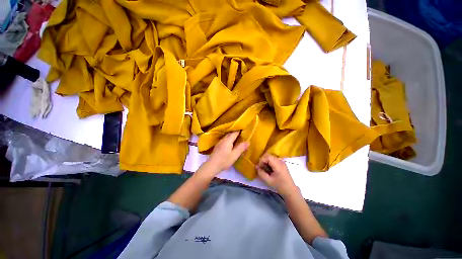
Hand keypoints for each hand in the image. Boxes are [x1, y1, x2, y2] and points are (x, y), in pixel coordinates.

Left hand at [204, 132, 248, 175]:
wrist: (211, 166)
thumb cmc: (224, 161)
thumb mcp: (234, 155)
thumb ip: (241, 148)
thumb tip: (248, 142)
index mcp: (228, 140)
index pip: (235, 132)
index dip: (240, 130)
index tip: (245, 130)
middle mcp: (223, 139)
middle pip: (231, 133)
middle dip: (237, 133)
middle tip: (243, 135)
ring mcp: (220, 142)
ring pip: (227, 137)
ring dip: (233, 137)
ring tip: (239, 139)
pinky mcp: (218, 146)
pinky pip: (225, 140)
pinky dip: (230, 140)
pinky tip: (231, 144)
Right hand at [256, 153, 297, 196]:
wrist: (290, 190)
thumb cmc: (279, 186)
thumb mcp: (268, 181)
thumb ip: (261, 173)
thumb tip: (256, 166)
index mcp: (278, 165)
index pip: (267, 157)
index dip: (261, 161)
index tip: (259, 168)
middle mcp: (280, 161)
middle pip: (269, 156)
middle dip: (263, 161)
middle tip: (261, 169)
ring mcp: (282, 161)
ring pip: (270, 157)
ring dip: (266, 162)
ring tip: (265, 170)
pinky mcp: (282, 163)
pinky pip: (273, 160)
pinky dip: (269, 163)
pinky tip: (269, 169)